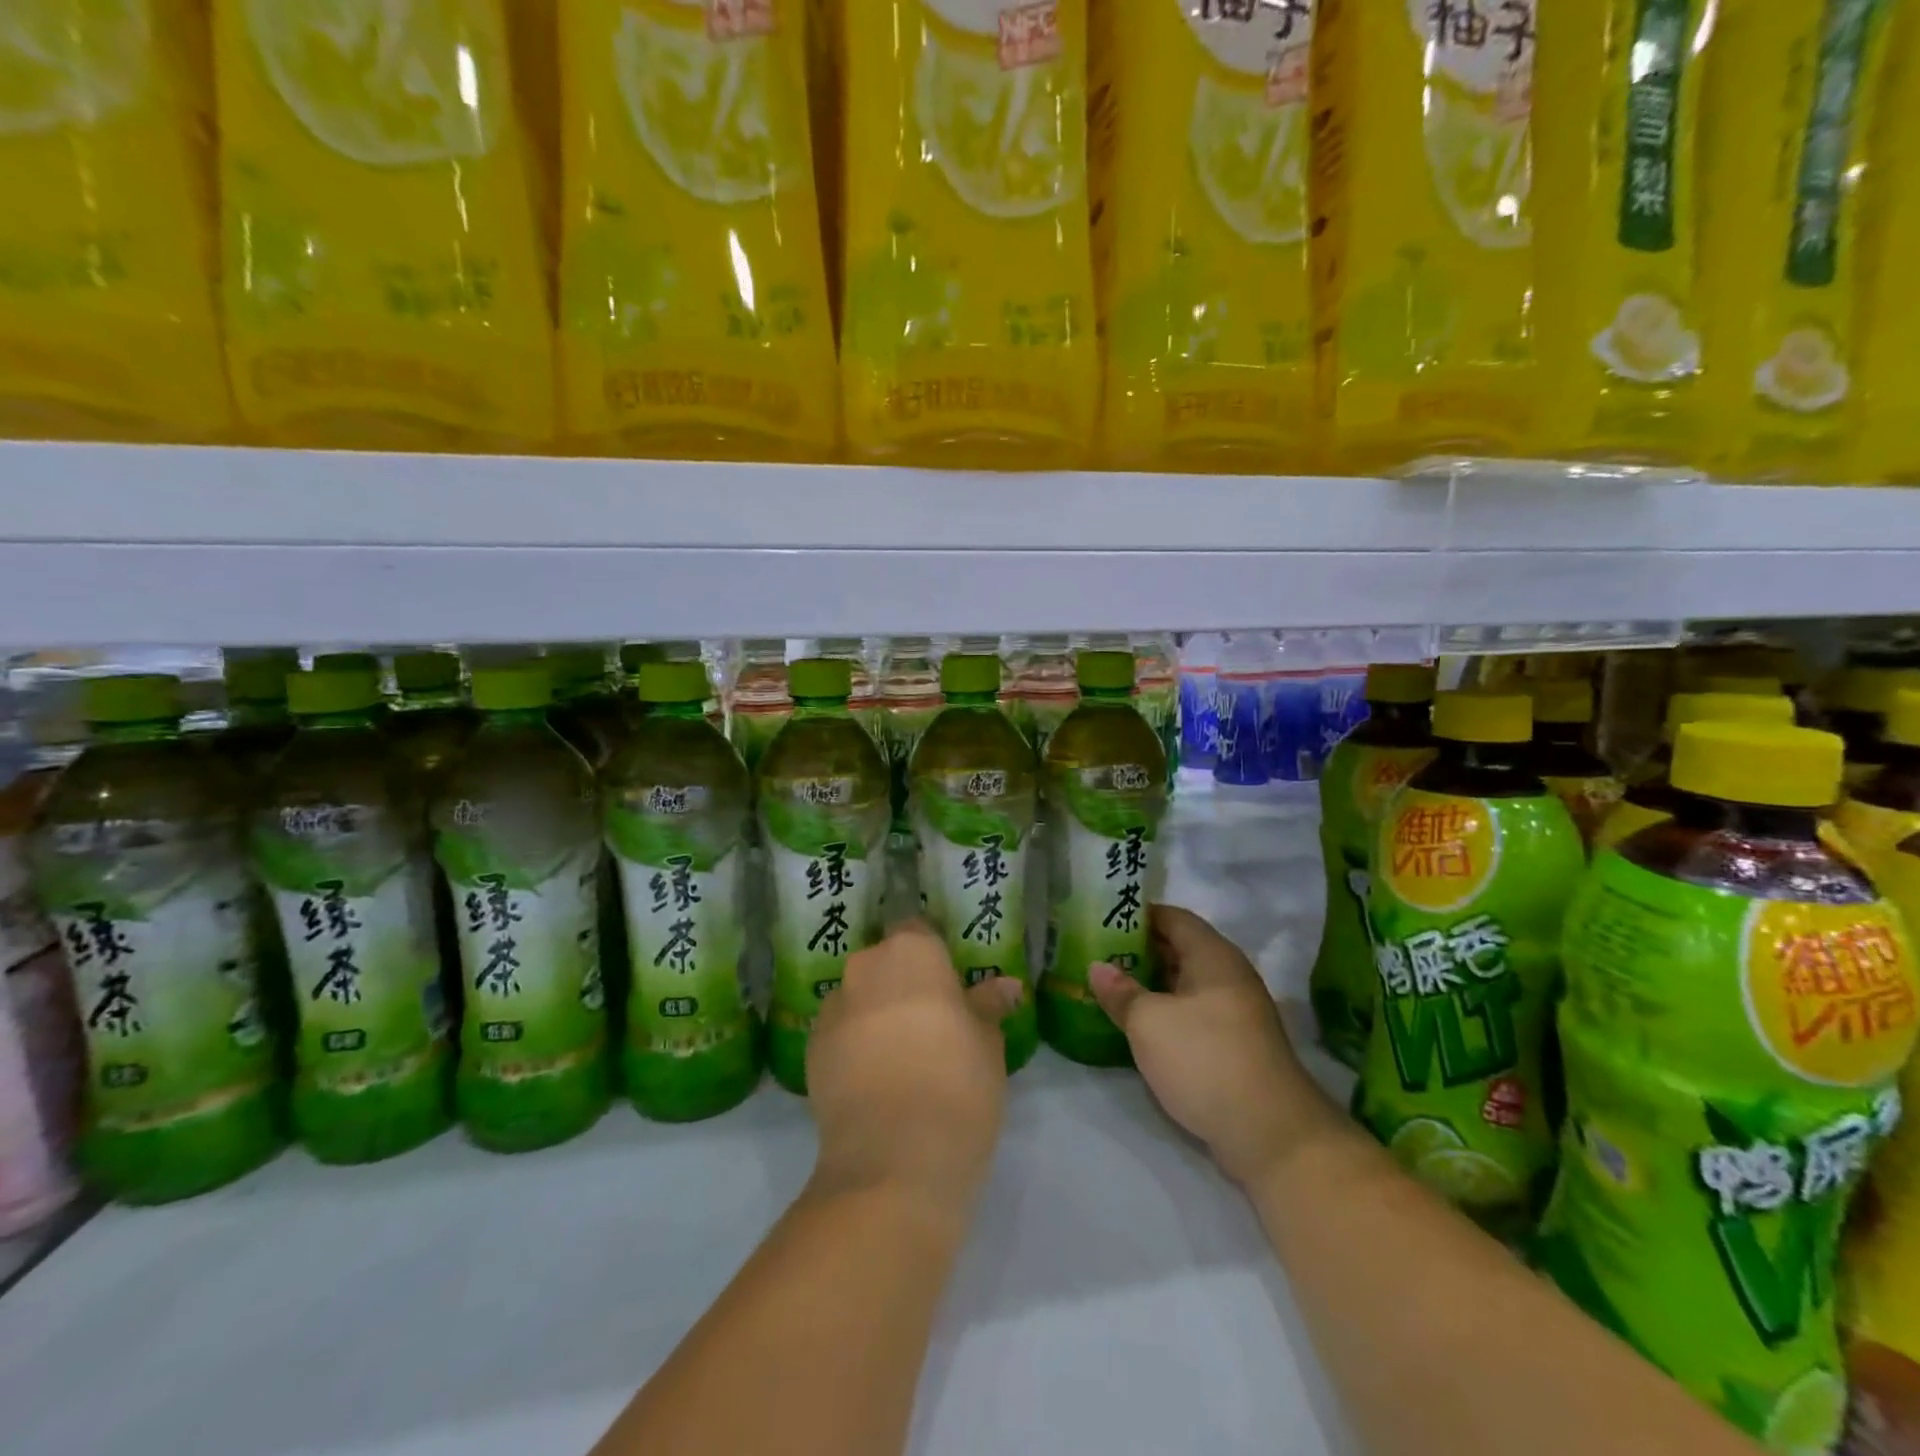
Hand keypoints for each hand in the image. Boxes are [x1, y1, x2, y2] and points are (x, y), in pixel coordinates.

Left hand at [805, 922, 1022, 1224]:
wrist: (893, 1160)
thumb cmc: (957, 1084)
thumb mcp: (988, 1044)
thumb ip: (988, 1006)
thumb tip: (1006, 985)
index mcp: (912, 952)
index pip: (920, 933)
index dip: (934, 960)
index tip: (950, 990)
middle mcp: (866, 966)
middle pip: (885, 964)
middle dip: (903, 985)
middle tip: (931, 1026)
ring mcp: (832, 1007)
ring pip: (860, 998)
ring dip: (875, 1015)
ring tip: (900, 1060)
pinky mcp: (810, 1049)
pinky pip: (839, 1033)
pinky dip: (853, 1047)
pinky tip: (873, 1083)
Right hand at [1089, 905, 1332, 1187]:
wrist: (1269, 1133)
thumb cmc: (1204, 1059)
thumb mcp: (1149, 1022)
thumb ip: (1121, 992)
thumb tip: (1097, 967)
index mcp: (1213, 955)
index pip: (1173, 917)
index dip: (1139, 915)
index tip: (1104, 919)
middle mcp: (1229, 975)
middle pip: (1180, 949)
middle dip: (1140, 950)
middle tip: (1098, 954)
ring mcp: (1236, 1012)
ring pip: (1186, 984)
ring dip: (1152, 984)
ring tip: (1111, 987)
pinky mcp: (1236, 1045)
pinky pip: (1194, 1013)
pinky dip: (1166, 1012)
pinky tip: (1139, 1025)